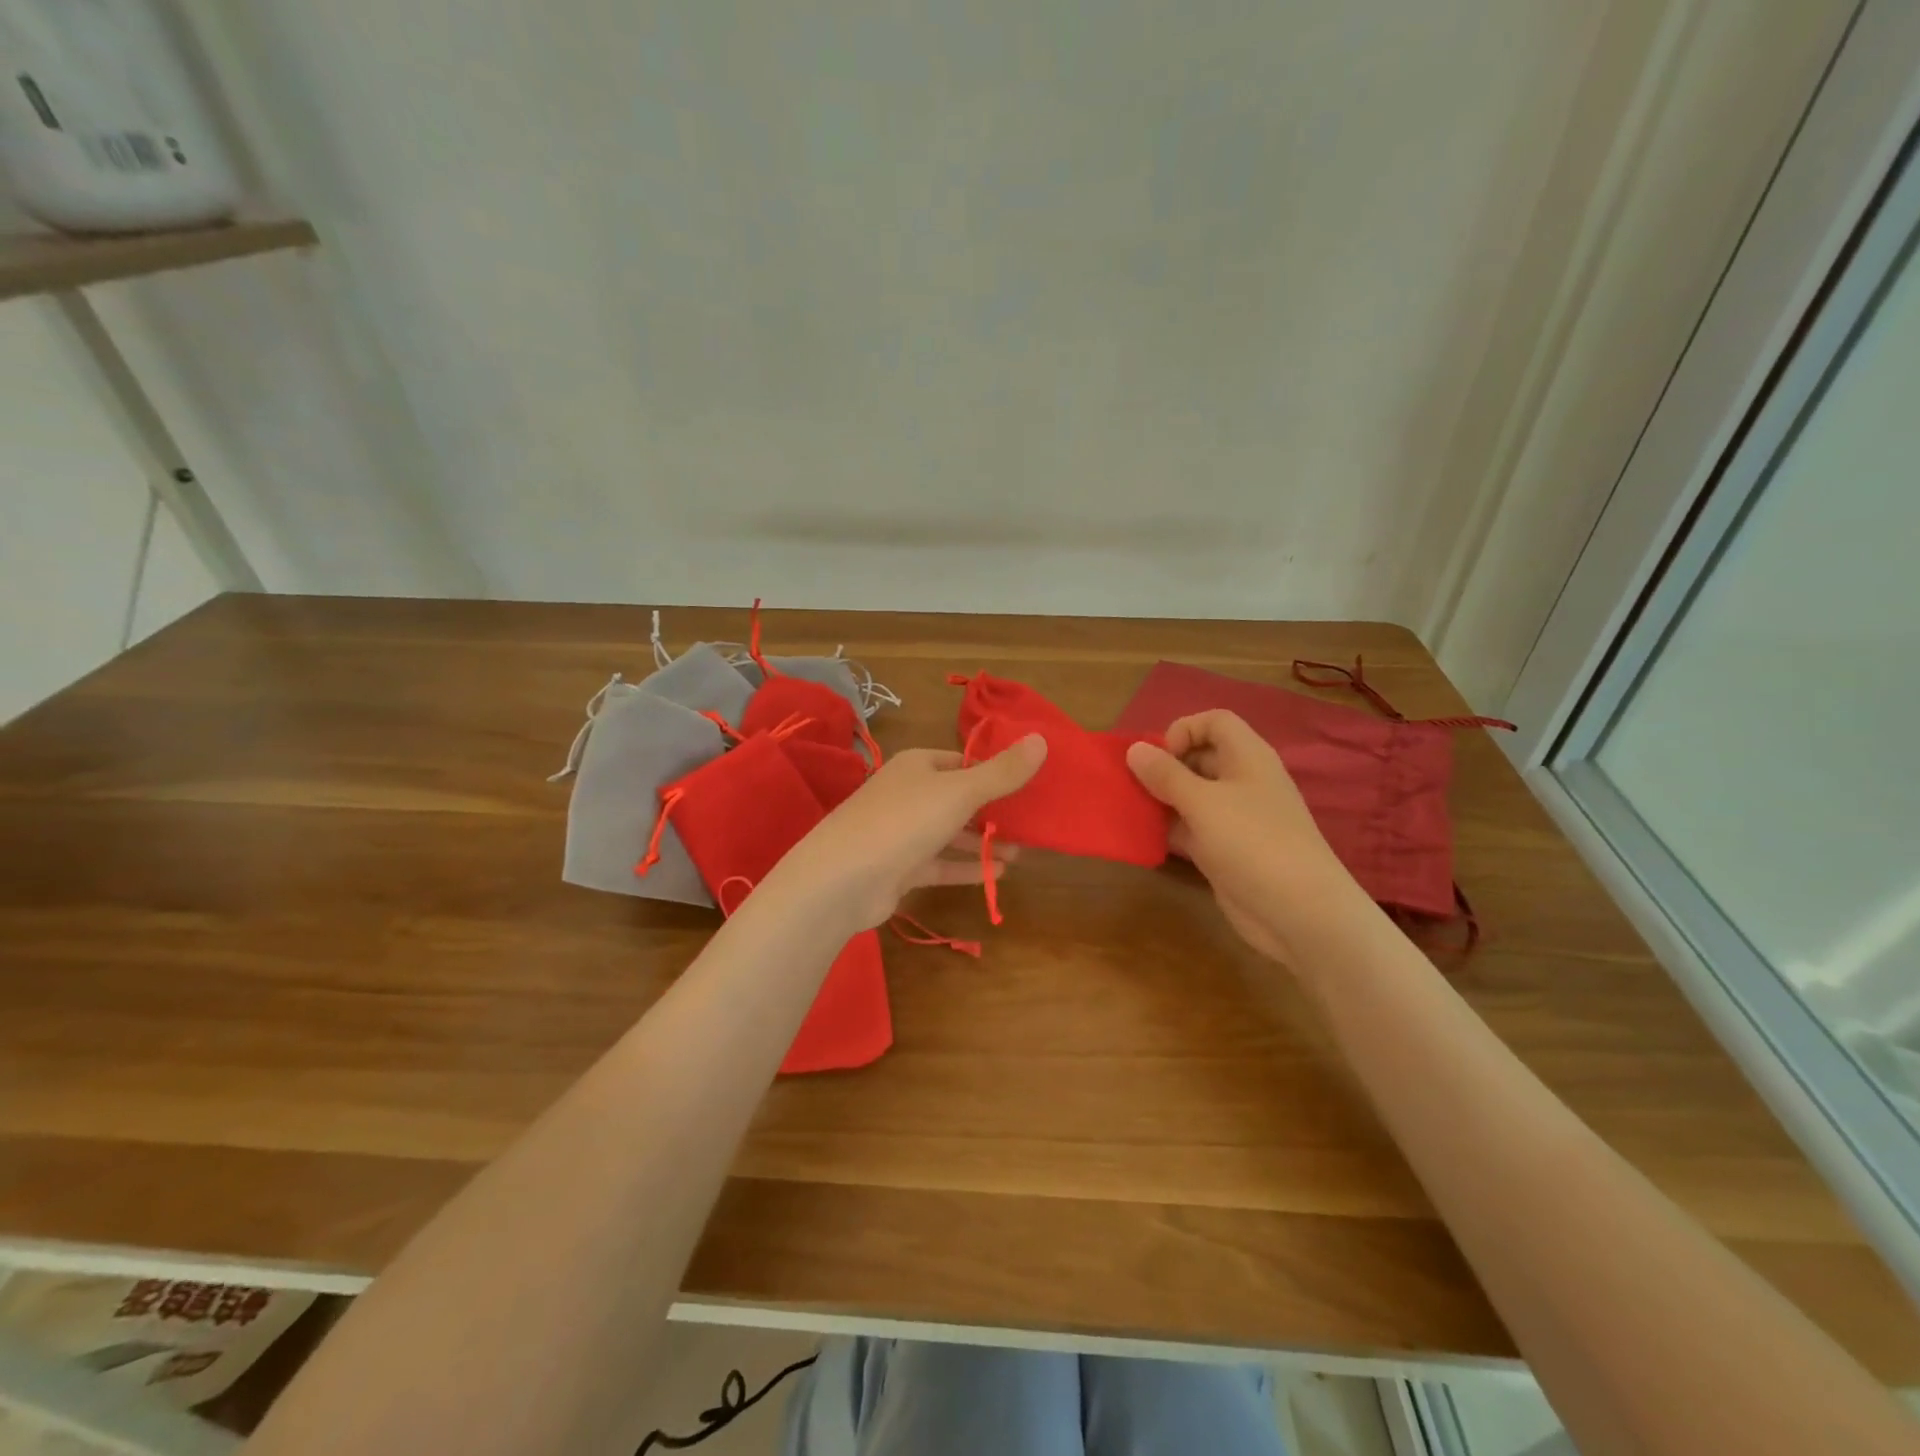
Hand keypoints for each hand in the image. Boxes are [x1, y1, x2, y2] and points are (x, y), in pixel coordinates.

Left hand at [762, 736, 1047, 933]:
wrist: (842, 880)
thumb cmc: (904, 821)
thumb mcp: (960, 792)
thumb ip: (1002, 772)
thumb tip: (1041, 739)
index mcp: (917, 765)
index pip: (962, 761)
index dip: (994, 770)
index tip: (1029, 784)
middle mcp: (908, 794)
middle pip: (958, 797)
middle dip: (993, 810)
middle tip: (1031, 822)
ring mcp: (901, 833)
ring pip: (950, 832)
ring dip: (983, 841)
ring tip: (1023, 850)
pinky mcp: (899, 868)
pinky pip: (940, 863)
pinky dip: (967, 867)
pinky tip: (999, 874)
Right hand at [1126, 710, 1355, 961]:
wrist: (1299, 913)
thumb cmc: (1252, 843)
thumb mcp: (1202, 802)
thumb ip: (1165, 775)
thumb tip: (1134, 748)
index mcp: (1247, 757)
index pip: (1214, 722)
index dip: (1184, 730)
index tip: (1159, 757)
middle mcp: (1242, 782)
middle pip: (1199, 757)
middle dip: (1164, 767)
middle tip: (1134, 786)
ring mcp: (1235, 818)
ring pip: (1191, 796)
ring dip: (1161, 800)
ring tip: (1131, 811)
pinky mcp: (1226, 851)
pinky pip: (1191, 829)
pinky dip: (1169, 830)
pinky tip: (1144, 840)